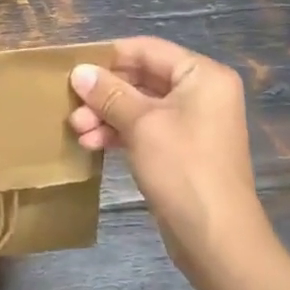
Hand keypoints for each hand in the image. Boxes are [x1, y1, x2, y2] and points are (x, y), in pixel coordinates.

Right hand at [69, 38, 270, 280]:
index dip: (108, 57)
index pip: (146, 49)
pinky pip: (145, 128)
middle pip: (141, 77)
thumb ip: (109, 93)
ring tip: (78, 132)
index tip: (72, 70)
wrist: (217, 239)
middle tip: (72, 109)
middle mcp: (201, 92)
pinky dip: (119, 133)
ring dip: (106, 115)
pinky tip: (93, 145)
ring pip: (139, 105)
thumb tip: (78, 71)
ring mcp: (192, 122)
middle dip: (104, 94)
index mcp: (202, 75)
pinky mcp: (182, 149)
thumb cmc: (183, 169)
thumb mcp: (141, 124)